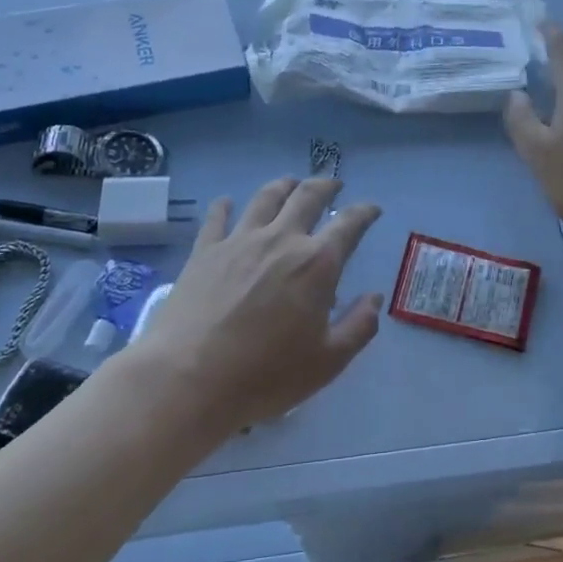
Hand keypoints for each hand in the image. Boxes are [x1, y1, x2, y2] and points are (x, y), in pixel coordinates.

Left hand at [130, 178, 382, 435]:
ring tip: (290, 183)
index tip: (373, 209)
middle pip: (307, 197)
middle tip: (333, 185)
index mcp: (317, 263)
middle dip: (326, 186)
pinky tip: (228, 203)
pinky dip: (226, 206)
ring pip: (265, 198)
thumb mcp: (328, 361)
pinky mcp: (204, 251)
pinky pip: (218, 217)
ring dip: (283, 186)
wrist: (188, 378)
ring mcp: (239, 241)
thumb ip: (359, 325)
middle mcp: (280, 240)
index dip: (365, 212)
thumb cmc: (266, 374)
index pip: (349, 224)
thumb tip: (374, 298)